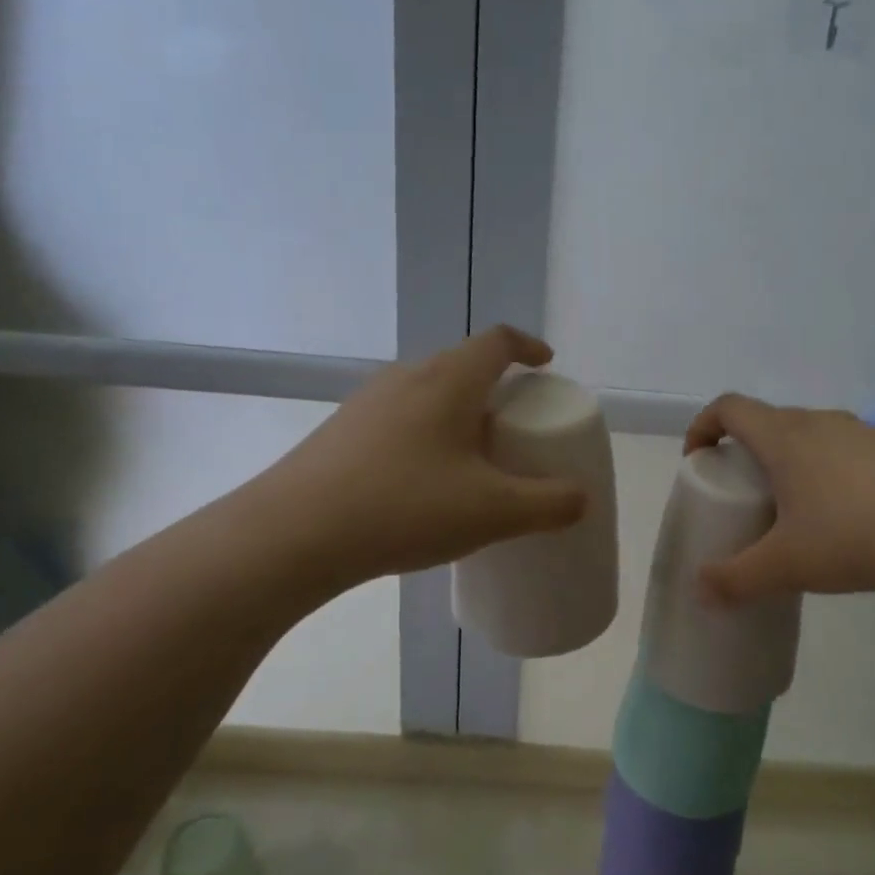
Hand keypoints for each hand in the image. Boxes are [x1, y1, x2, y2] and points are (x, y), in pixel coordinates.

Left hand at [271, 327, 587, 585]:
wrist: (293, 535)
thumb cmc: (405, 507)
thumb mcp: (493, 512)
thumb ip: (549, 504)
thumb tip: (580, 498)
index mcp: (448, 380)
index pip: (497, 340)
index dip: (528, 346)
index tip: (546, 365)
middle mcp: (406, 377)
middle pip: (462, 365)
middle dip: (495, 387)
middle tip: (514, 426)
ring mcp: (367, 403)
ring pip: (427, 393)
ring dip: (457, 413)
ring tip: (472, 458)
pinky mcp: (341, 432)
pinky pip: (399, 419)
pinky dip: (425, 435)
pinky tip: (423, 484)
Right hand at [684, 394, 874, 604]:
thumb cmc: (858, 533)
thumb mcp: (788, 565)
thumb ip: (736, 579)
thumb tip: (699, 591)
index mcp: (784, 437)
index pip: (728, 407)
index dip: (703, 426)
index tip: (697, 460)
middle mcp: (820, 423)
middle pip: (767, 422)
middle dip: (744, 453)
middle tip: (743, 497)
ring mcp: (863, 433)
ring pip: (809, 438)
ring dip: (789, 464)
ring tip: (793, 513)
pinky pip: (844, 453)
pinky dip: (827, 475)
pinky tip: (845, 521)